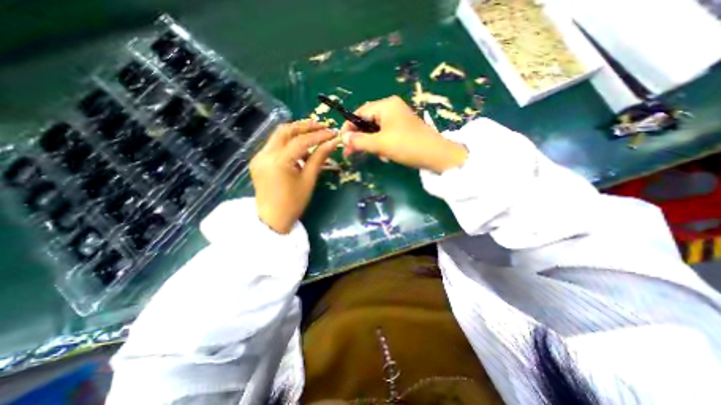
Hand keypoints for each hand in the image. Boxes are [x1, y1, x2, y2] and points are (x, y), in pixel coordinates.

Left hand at [250, 120, 339, 234]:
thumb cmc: (293, 203)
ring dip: (296, 133)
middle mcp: (265, 154)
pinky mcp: (258, 160)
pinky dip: (289, 143)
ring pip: (279, 136)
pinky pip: (275, 145)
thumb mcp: (309, 180)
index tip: (332, 132)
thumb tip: (333, 143)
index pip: (301, 141)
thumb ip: (319, 158)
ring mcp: (259, 156)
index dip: (319, 135)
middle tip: (322, 126)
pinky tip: (300, 150)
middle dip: (305, 126)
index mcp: (278, 162)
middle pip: (285, 130)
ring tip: (314, 137)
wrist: (272, 219)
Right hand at [342, 94, 470, 171]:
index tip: (342, 142)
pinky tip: (385, 155)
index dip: (349, 127)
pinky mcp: (403, 129)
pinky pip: (385, 135)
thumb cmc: (407, 146)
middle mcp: (391, 108)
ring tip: (375, 156)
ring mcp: (398, 119)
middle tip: (350, 153)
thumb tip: (343, 137)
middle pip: (367, 122)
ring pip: (376, 130)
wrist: (436, 155)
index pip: (359, 113)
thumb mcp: (380, 144)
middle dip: (359, 138)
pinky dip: (381, 145)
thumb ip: (359, 140)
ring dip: (371, 144)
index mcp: (386, 105)